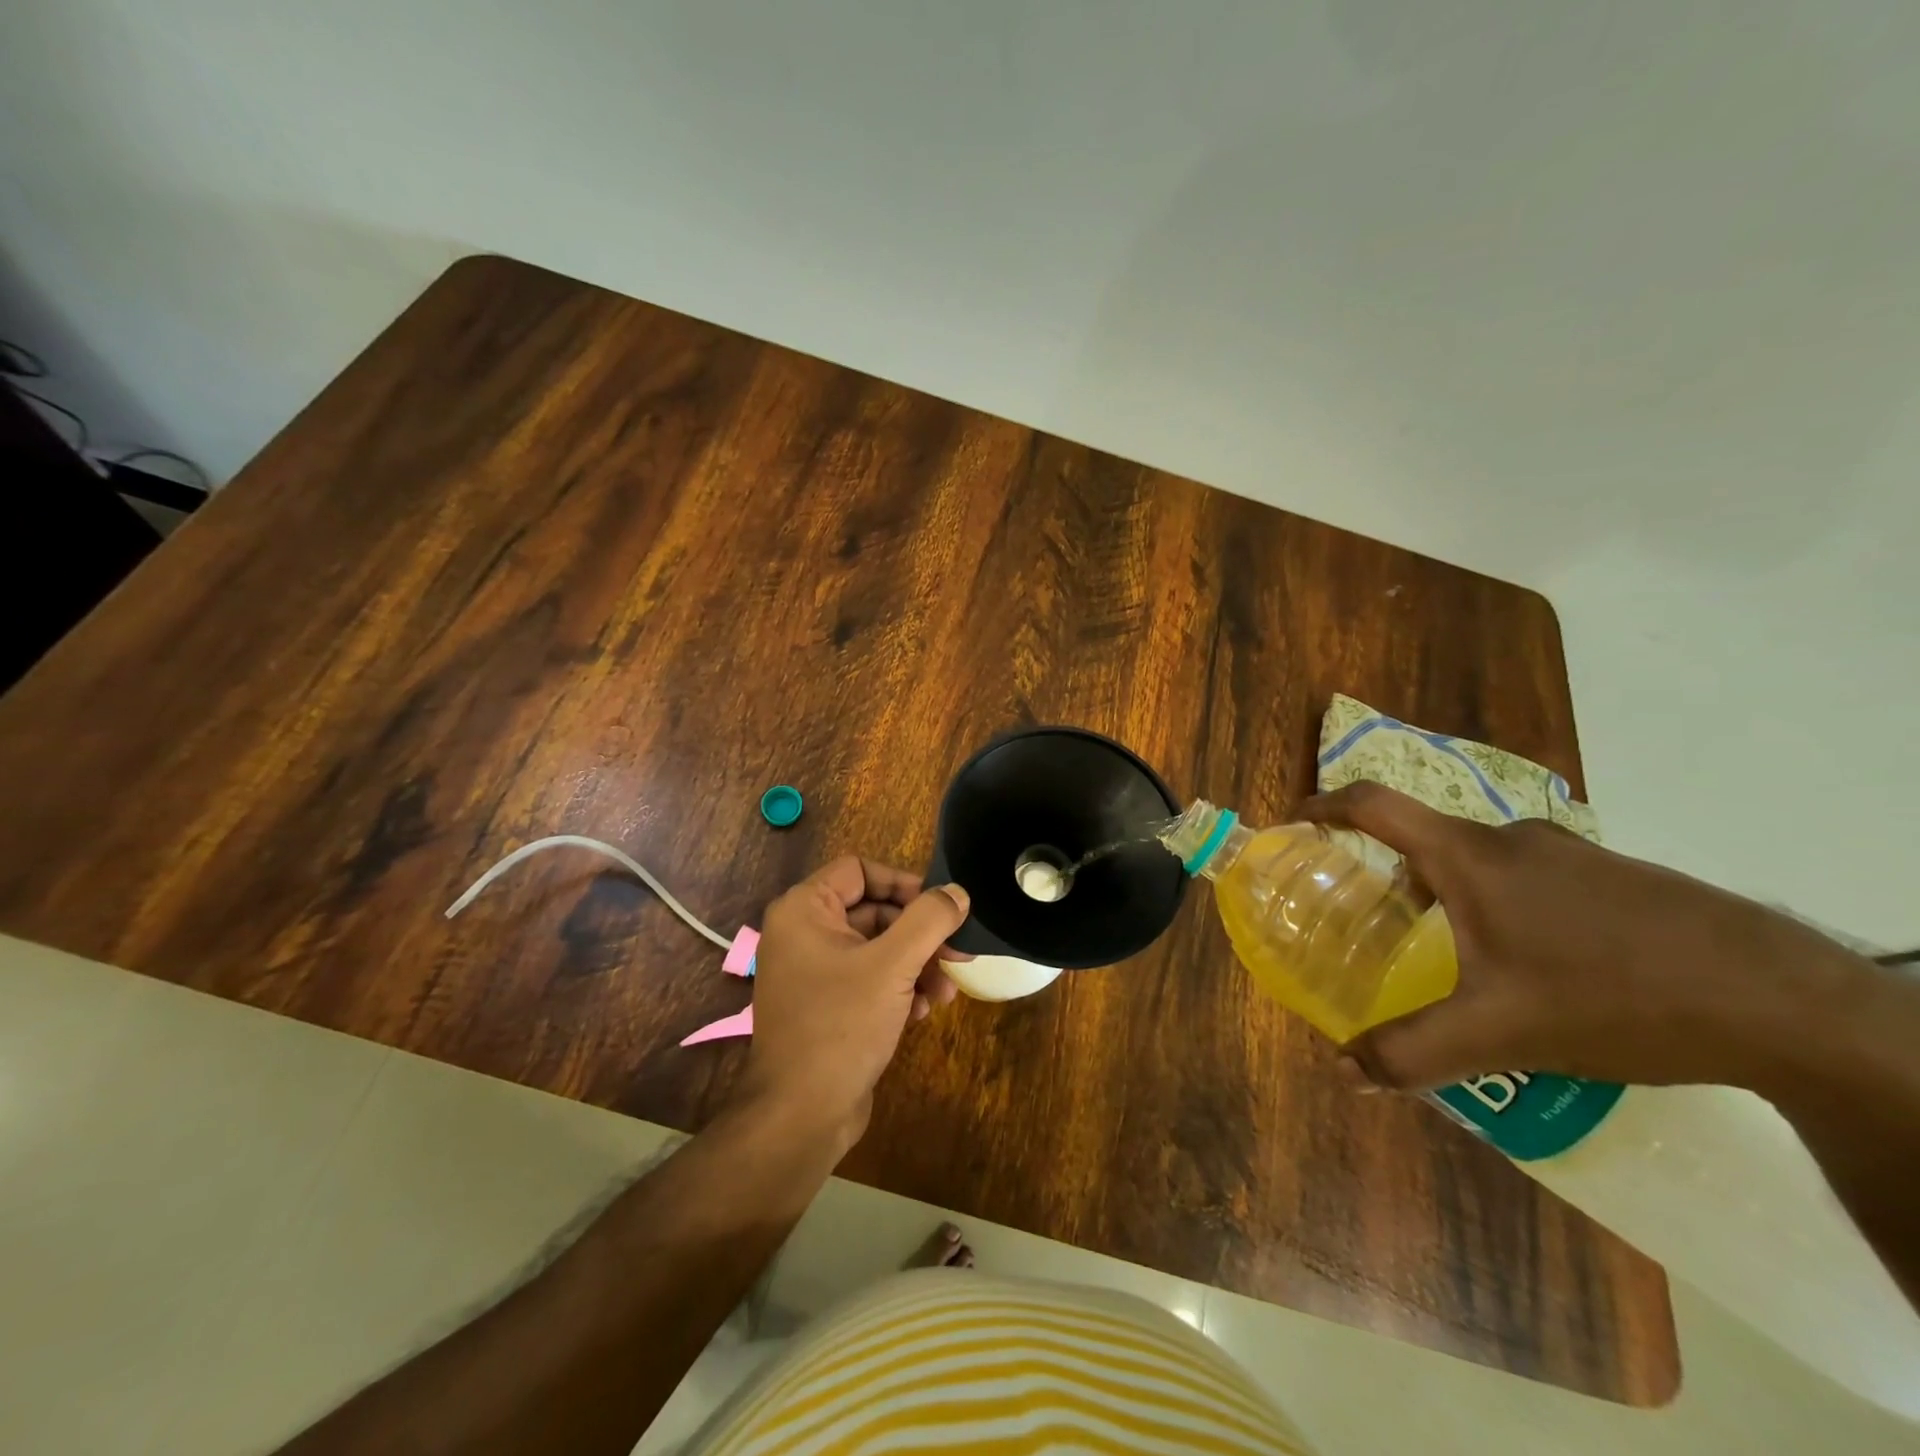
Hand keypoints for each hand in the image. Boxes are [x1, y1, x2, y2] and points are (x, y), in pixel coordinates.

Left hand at [736, 857, 969, 1150]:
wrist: (801, 1115)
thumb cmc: (841, 1025)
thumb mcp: (892, 966)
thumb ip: (929, 920)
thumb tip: (958, 893)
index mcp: (805, 910)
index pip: (860, 870)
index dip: (904, 883)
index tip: (941, 907)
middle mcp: (805, 933)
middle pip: (875, 911)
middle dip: (920, 934)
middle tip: (958, 954)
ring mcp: (814, 971)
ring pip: (879, 948)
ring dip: (917, 964)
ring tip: (946, 992)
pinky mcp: (828, 1004)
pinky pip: (871, 979)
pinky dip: (900, 988)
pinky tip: (924, 1012)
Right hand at [1299, 783, 1868, 1095]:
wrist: (1787, 1004)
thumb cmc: (1614, 997)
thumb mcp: (1501, 1034)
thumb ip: (1412, 1050)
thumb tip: (1343, 1069)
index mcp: (1470, 857)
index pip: (1374, 805)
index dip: (1323, 806)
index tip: (1293, 823)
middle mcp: (1512, 839)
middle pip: (1425, 839)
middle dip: (1388, 874)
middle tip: (1373, 920)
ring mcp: (1570, 854)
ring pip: (1481, 862)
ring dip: (1449, 895)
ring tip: (1452, 956)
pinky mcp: (1615, 877)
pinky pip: (1530, 878)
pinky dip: (1503, 906)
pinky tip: (1535, 969)